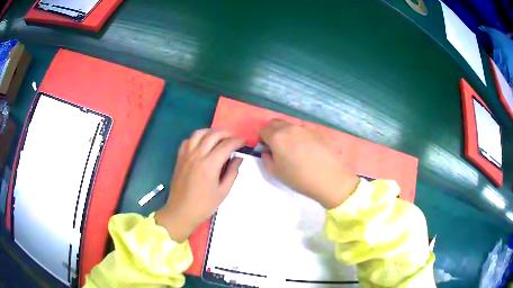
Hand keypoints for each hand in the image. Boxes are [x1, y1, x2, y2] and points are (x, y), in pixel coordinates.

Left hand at [155, 129, 243, 242]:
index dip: (237, 141)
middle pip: (213, 135)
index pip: (226, 145)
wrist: (181, 211)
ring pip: (198, 133)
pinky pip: (187, 141)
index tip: (244, 142)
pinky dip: (196, 138)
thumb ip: (232, 172)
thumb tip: (238, 158)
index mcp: (210, 165)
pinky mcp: (179, 158)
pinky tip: (201, 145)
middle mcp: (197, 155)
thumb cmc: (204, 205)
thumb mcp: (223, 191)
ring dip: (210, 132)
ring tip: (218, 138)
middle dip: (226, 134)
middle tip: (233, 140)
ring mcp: (186, 155)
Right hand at [259, 119, 358, 208]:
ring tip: (293, 148)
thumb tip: (267, 151)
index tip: (267, 149)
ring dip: (286, 133)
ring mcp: (305, 127)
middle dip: (272, 132)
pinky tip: (306, 149)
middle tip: (277, 147)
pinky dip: (299, 135)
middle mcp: (290, 128)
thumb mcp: (275, 172)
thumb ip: (266, 159)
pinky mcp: (316, 131)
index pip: (263, 130)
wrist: (328, 178)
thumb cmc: (298, 178)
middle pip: (275, 123)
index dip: (262, 140)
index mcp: (277, 137)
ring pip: (290, 125)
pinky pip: (303, 129)